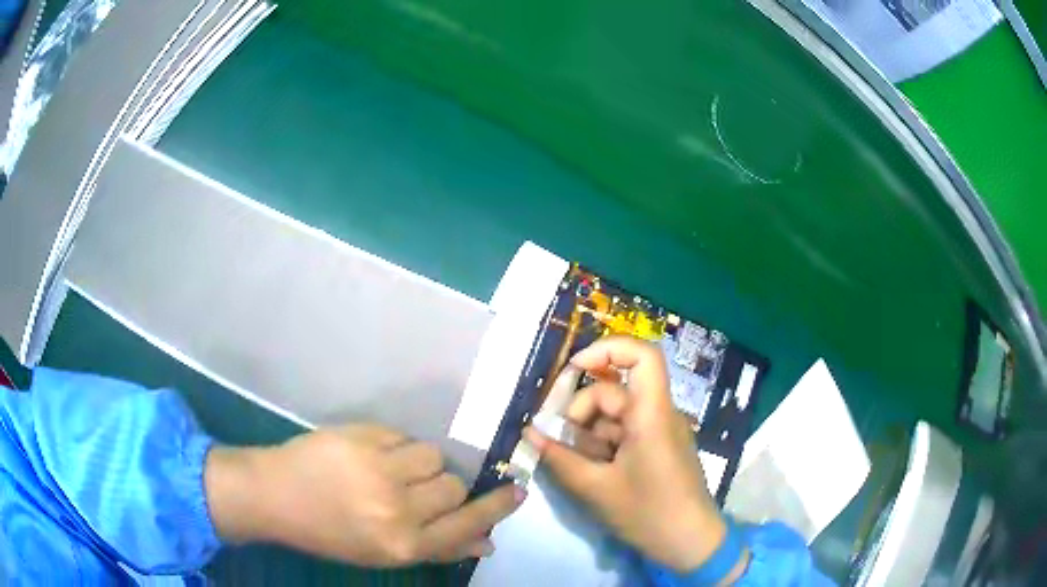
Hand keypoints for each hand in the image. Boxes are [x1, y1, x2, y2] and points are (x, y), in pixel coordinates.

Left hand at [206, 424, 524, 565]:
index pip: (468, 524)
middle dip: (444, 488)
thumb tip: (487, 542)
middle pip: (454, 486)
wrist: (274, 496)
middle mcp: (397, 510)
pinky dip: (395, 447)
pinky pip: (403, 438)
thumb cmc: (329, 534)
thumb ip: (438, 548)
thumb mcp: (383, 555)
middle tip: (417, 491)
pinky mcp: (362, 438)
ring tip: (392, 471)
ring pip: (433, 456)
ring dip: (421, 464)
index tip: (518, 491)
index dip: (497, 507)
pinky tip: (370, 457)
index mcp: (403, 545)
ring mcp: (379, 470)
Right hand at [525, 336, 742, 575]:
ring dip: (589, 434)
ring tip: (578, 465)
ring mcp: (660, 431)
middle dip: (581, 413)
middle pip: (614, 392)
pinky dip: (603, 445)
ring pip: (615, 415)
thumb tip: (529, 433)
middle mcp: (659, 414)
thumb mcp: (596, 489)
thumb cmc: (648, 513)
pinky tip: (594, 471)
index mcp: (652, 415)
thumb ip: (559, 459)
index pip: (643, 355)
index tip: (574, 369)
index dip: (607, 349)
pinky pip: (625, 433)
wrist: (691, 543)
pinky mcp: (658, 447)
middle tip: (560, 443)